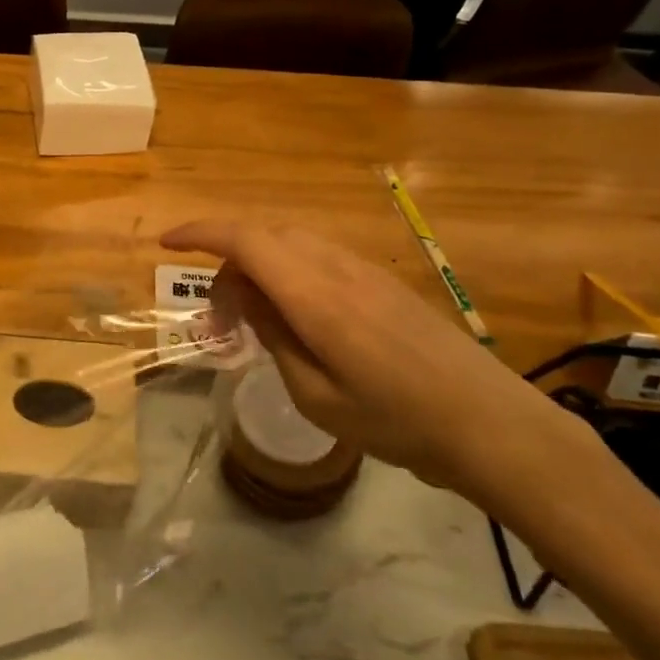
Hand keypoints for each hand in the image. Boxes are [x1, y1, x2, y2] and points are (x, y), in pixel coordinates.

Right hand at [162, 221, 584, 498]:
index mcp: (314, 295)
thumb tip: (243, 294)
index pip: (244, 240)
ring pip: (292, 243)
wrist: (493, 426)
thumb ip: (273, 334)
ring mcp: (365, 271)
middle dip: (227, 263)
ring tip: (253, 319)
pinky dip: (288, 271)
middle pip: (264, 235)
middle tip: (220, 321)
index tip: (166, 245)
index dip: (199, 233)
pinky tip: (295, 317)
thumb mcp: (315, 394)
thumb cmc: (398, 422)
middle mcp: (337, 268)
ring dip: (259, 266)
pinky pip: (319, 257)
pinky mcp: (383, 282)